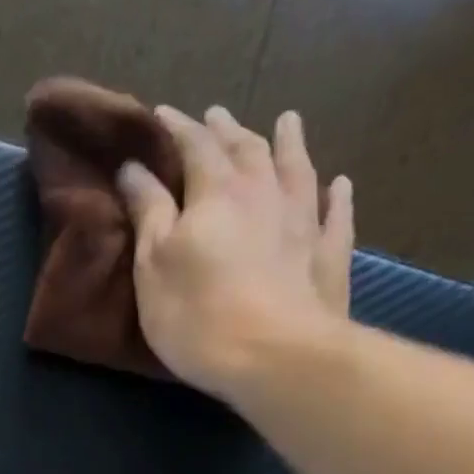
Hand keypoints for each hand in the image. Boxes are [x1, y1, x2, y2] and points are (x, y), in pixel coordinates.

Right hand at [117, 105, 354, 399]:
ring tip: (287, 121)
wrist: (275, 357)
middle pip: (247, 149)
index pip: (194, 146)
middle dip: (227, 131)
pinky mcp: (330, 257)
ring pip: (297, 169)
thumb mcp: (153, 265)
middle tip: (217, 116)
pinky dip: (336, 197)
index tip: (160, 116)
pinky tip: (339, 184)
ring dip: (289, 144)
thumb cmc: (198, 314)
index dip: (176, 129)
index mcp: (216, 192)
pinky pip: (336, 216)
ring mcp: (304, 222)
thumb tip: (134, 167)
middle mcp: (264, 193)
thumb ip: (148, 213)